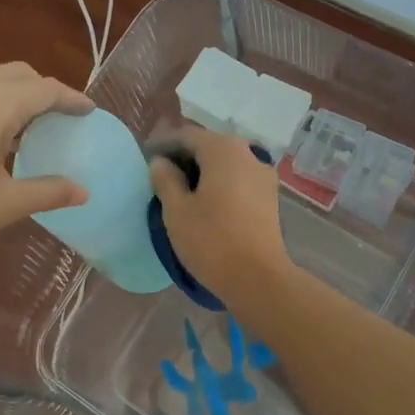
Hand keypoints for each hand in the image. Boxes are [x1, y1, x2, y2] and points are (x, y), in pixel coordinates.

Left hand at [0, 63, 91, 279]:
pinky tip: (1, 135)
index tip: (91, 111)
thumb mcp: (5, 204)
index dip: (72, 100)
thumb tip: (84, 191)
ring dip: (20, 96)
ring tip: (37, 129)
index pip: (44, 90)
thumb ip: (49, 191)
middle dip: (46, 93)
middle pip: (20, 75)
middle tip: (65, 121)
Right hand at [148, 125, 292, 303]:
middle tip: (160, 171)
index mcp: (223, 149)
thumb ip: (165, 179)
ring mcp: (262, 175)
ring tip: (180, 187)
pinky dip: (219, 182)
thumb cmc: (211, 240)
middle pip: (209, 146)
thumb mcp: (177, 210)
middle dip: (184, 155)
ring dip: (202, 169)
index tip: (145, 155)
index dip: (163, 144)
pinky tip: (204, 200)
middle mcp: (247, 153)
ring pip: (225, 163)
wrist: (259, 278)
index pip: (187, 136)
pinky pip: (237, 179)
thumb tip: (161, 162)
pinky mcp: (269, 196)